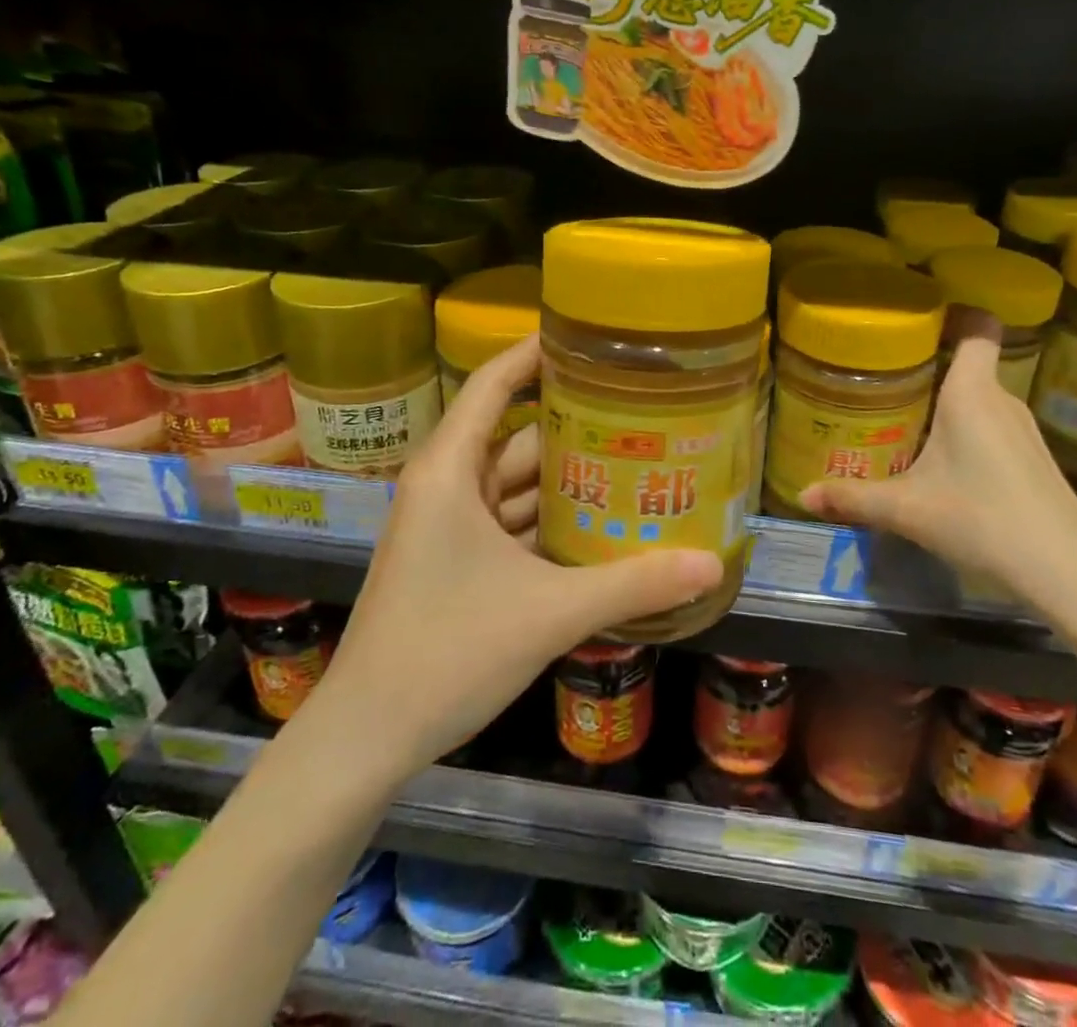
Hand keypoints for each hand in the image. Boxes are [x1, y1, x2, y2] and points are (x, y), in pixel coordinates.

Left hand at [303, 335, 721, 778]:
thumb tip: (710, 564)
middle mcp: (447, 484)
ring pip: (517, 482)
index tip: (591, 338)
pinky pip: (512, 521)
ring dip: (568, 477)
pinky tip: (601, 525)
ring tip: (635, 460)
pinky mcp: (456, 560)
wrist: (367, 737)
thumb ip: (632, 585)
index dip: (537, 352)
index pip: (495, 383)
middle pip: (516, 433)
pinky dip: (551, 519)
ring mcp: (449, 525)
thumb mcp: (549, 613)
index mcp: (450, 470)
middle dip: (575, 422)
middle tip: (641, 407)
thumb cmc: (446, 652)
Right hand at [797, 321, 1076, 616]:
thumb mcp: (906, 510)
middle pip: (969, 364)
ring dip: (947, 403)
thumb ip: (852, 497)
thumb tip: (802, 494)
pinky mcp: (1034, 459)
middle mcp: (1002, 400)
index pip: (978, 326)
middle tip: (884, 379)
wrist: (1067, 573)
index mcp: (972, 393)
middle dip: (929, 366)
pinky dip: (967, 430)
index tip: (917, 320)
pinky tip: (944, 464)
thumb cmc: (982, 520)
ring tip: (905, 419)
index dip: (954, 313)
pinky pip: (993, 425)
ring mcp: (1024, 431)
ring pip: (980, 398)